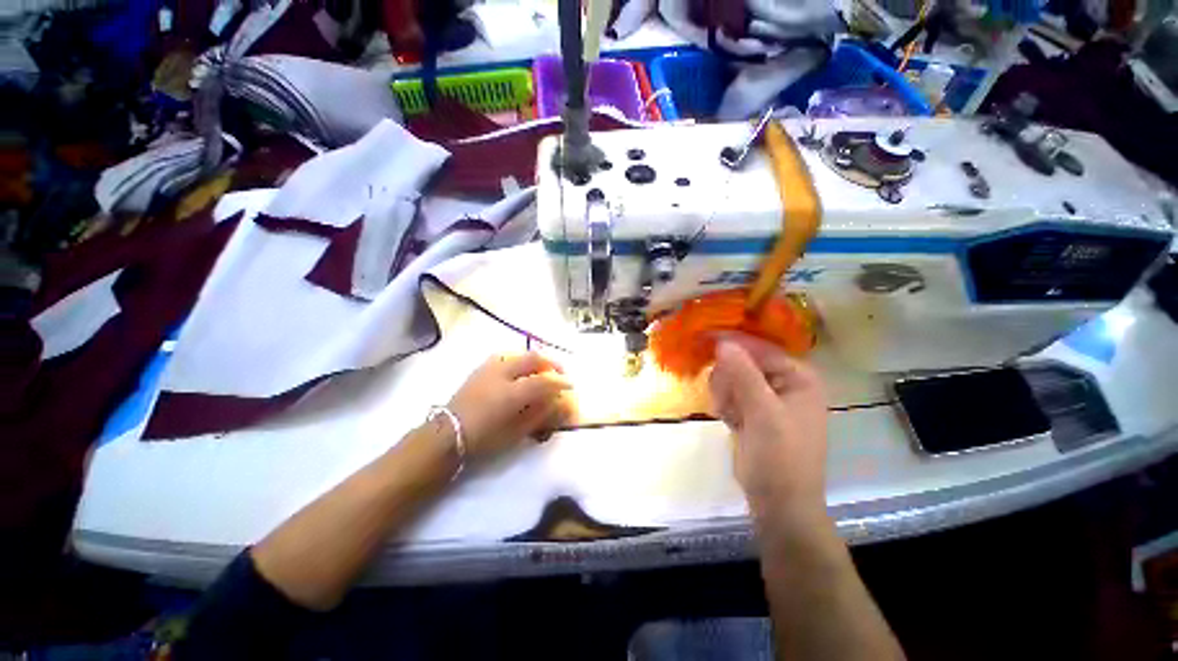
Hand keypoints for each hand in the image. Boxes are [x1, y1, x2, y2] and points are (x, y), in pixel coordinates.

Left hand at [448, 352, 572, 462]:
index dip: (560, 382)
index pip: (544, 381)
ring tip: (544, 369)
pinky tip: (523, 369)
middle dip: (552, 363)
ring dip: (537, 359)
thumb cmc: (483, 439)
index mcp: (511, 393)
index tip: (571, 385)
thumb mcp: (516, 432)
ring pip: (521, 353)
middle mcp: (502, 373)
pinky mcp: (482, 367)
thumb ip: (539, 414)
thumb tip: (556, 401)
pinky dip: (521, 359)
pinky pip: (508, 356)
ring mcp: (490, 367)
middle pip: (534, 359)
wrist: (447, 434)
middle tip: (561, 373)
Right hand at [708, 333, 828, 523]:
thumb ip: (743, 374)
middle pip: (743, 361)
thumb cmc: (780, 457)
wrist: (778, 503)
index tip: (704, 338)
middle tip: (726, 399)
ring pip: (732, 377)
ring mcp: (766, 397)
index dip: (733, 342)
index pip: (760, 347)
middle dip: (728, 378)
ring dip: (724, 393)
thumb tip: (723, 342)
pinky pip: (729, 394)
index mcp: (798, 377)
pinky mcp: (751, 411)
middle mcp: (783, 382)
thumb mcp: (763, 413)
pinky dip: (724, 405)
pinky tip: (728, 420)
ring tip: (729, 413)